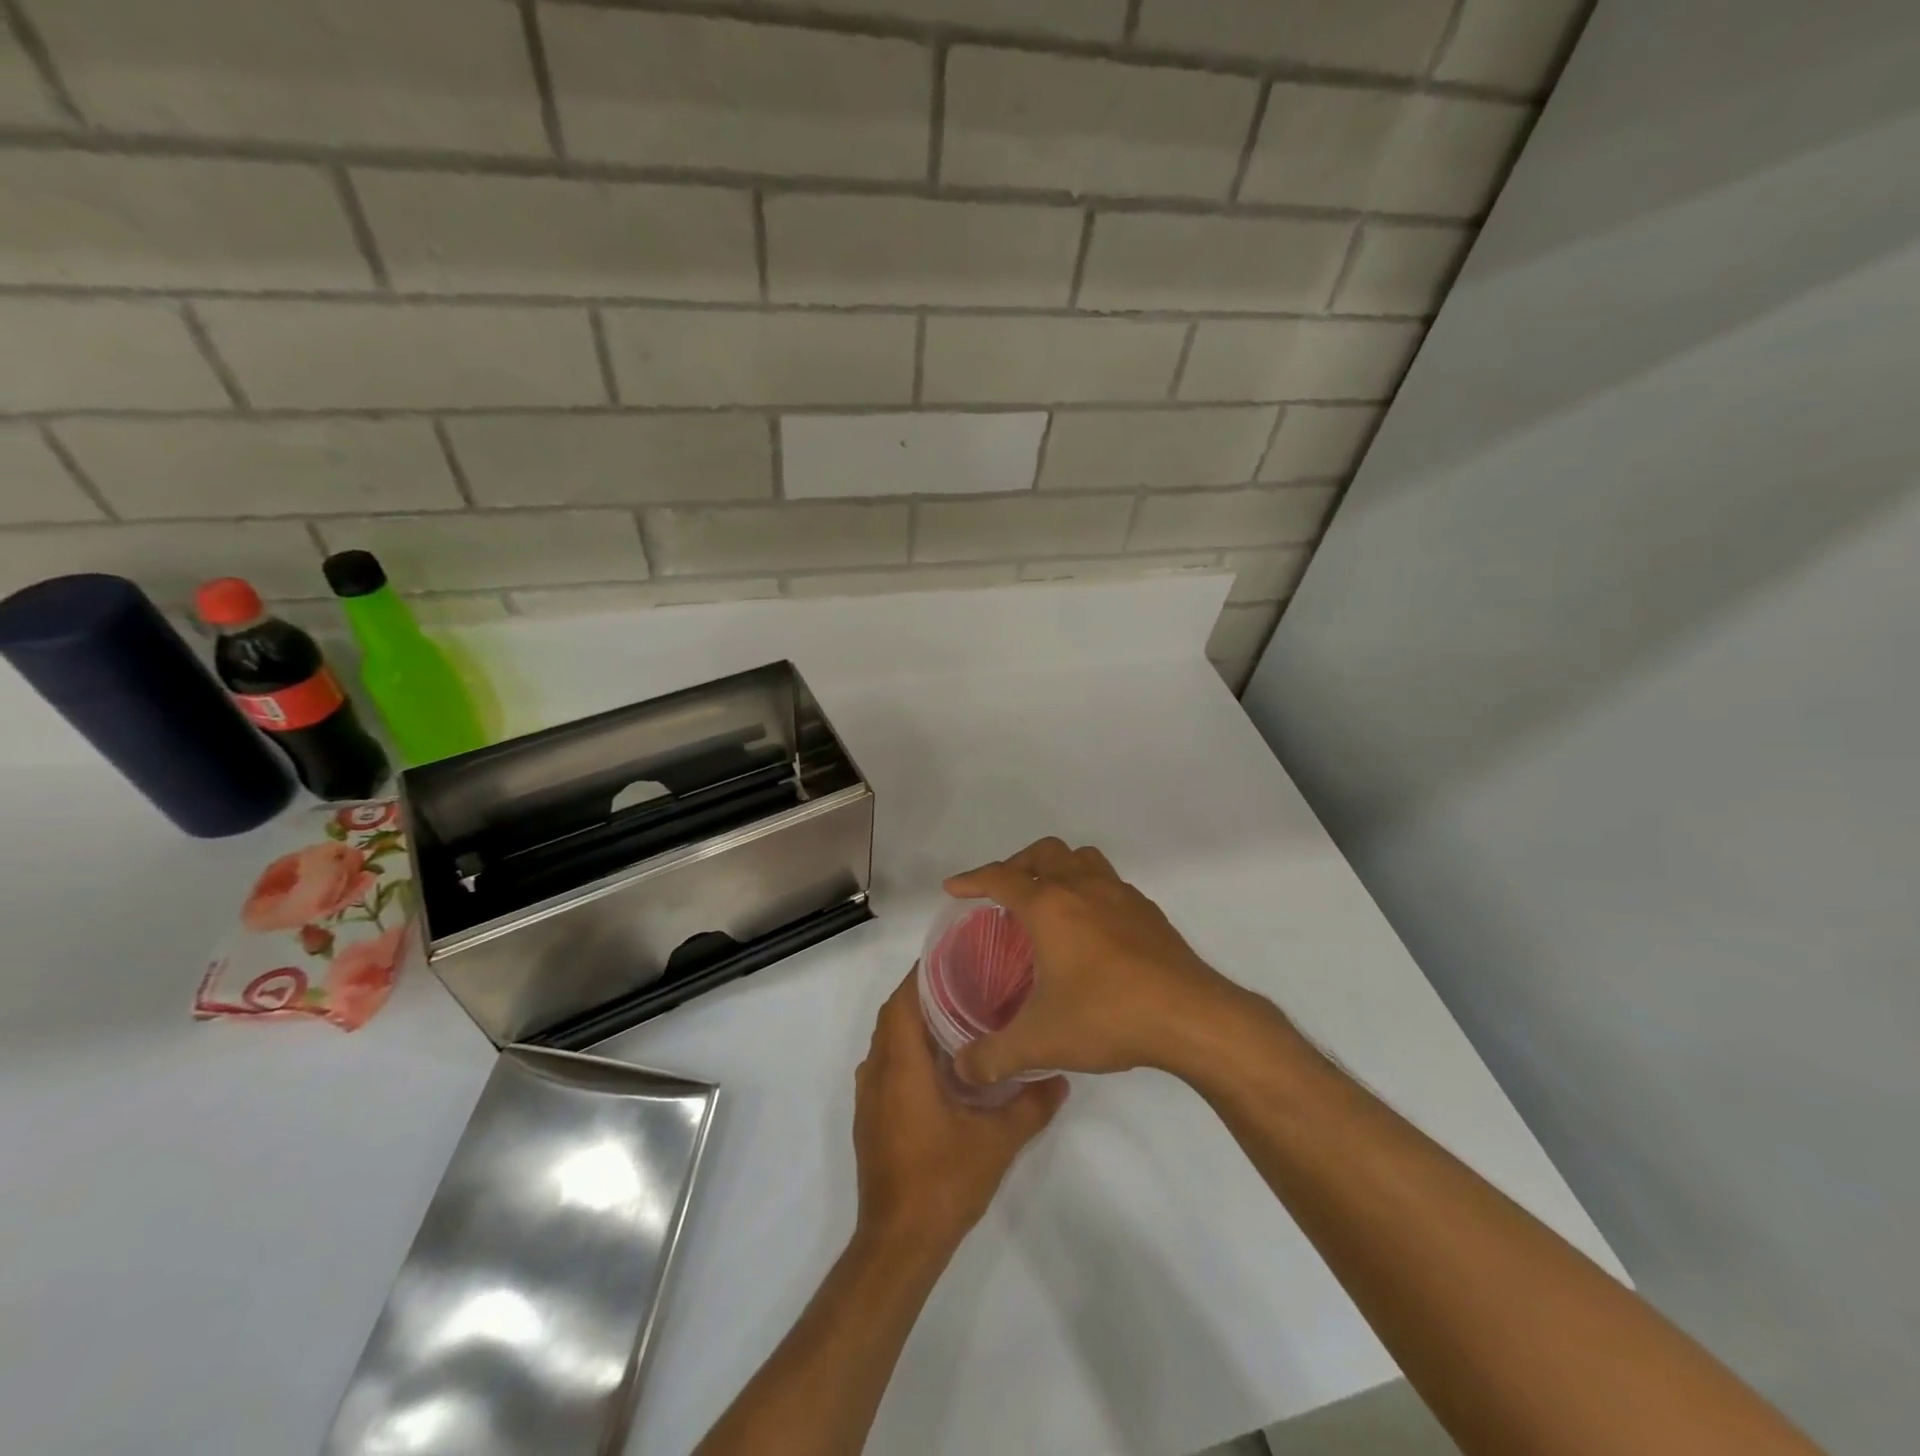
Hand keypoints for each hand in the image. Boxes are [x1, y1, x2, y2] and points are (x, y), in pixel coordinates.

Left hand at [853, 972, 1067, 1258]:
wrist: (898, 1244)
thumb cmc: (943, 1182)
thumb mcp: (997, 1142)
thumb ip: (1030, 1105)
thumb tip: (1060, 1077)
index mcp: (901, 1065)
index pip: (904, 1000)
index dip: (924, 973)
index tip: (956, 956)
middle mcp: (877, 1072)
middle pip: (894, 1015)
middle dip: (924, 993)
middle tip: (967, 981)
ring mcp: (870, 1097)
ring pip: (887, 1041)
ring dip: (915, 1022)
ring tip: (960, 1014)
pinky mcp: (871, 1118)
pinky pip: (886, 1065)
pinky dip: (908, 1050)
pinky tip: (943, 1065)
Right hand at [946, 837, 1243, 1084]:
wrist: (1191, 1016)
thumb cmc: (1107, 1016)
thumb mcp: (1040, 1042)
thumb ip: (994, 1055)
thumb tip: (962, 1069)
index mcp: (1049, 906)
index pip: (1000, 878)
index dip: (972, 879)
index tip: (954, 888)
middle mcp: (1082, 888)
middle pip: (1042, 853)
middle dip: (1016, 865)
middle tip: (1002, 892)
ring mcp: (1120, 895)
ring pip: (1081, 858)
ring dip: (1057, 867)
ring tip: (1047, 896)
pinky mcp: (1147, 911)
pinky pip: (1109, 882)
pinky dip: (1090, 889)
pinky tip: (1092, 926)